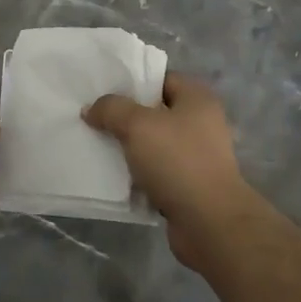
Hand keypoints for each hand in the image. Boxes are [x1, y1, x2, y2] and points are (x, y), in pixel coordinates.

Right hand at [84, 72, 255, 271]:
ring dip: (130, 147)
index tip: (103, 89)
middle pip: (156, 111)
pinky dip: (138, 173)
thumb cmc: (178, 161)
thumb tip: (91, 108)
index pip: (161, 78)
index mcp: (197, 99)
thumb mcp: (137, 125)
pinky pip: (157, 171)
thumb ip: (111, 109)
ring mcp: (197, 156)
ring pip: (154, 143)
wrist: (209, 223)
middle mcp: (202, 123)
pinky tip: (115, 175)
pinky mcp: (190, 185)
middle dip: (126, 116)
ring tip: (99, 146)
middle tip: (95, 118)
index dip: (133, 81)